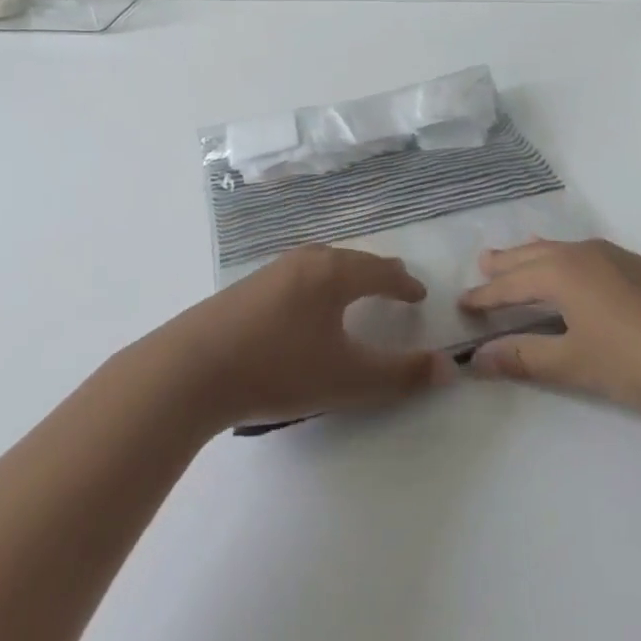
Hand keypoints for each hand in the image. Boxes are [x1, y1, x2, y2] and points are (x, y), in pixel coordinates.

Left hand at [148, 246, 455, 429]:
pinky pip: (299, 276)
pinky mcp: (247, 287)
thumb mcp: (348, 379)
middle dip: (377, 273)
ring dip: (345, 276)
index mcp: (334, 273)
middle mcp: (306, 261)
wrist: (192, 369)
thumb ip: (400, 375)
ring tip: (355, 291)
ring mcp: (272, 270)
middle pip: (352, 260)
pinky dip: (319, 284)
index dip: (404, 284)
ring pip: (322, 265)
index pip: (381, 271)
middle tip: (394, 285)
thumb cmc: (279, 368)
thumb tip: (448, 367)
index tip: (419, 294)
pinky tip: (308, 307)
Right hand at [458, 237, 640, 421]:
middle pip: (535, 256)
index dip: (486, 295)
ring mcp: (617, 257)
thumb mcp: (575, 363)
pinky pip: (588, 255)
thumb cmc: (635, 360)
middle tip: (484, 263)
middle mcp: (584, 254)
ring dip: (537, 256)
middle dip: (508, 263)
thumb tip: (478, 359)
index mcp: (561, 272)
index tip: (464, 302)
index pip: (512, 283)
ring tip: (523, 255)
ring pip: (564, 250)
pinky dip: (567, 260)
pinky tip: (578, 271)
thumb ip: (525, 357)